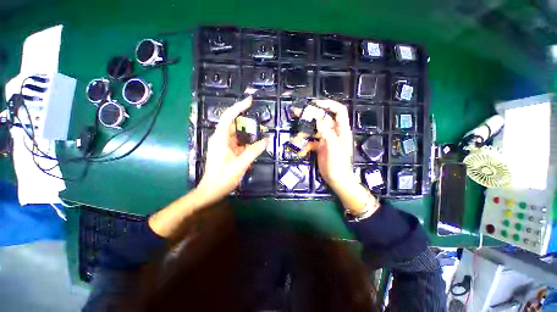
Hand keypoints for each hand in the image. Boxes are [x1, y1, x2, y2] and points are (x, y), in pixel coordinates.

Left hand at [196, 97, 267, 203]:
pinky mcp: (227, 151)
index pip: (228, 117)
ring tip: (261, 131)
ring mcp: (224, 145)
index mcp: (220, 139)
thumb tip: (266, 140)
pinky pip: (239, 143)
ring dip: (248, 133)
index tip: (250, 101)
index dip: (239, 107)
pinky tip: (255, 145)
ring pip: (238, 134)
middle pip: (234, 124)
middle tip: (261, 120)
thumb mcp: (240, 164)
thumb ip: (254, 151)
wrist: (211, 191)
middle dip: (246, 120)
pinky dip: (247, 142)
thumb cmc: (223, 178)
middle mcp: (221, 139)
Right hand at [299, 100, 356, 191]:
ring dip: (303, 133)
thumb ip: (326, 132)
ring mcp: (325, 139)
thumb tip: (318, 119)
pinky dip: (304, 146)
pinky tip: (301, 152)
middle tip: (296, 113)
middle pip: (321, 119)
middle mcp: (333, 132)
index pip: (338, 111)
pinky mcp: (319, 146)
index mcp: (341, 130)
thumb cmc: (338, 164)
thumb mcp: (333, 147)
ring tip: (295, 139)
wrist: (336, 180)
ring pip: (313, 130)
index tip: (314, 104)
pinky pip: (310, 142)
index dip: (328, 104)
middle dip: (309, 116)